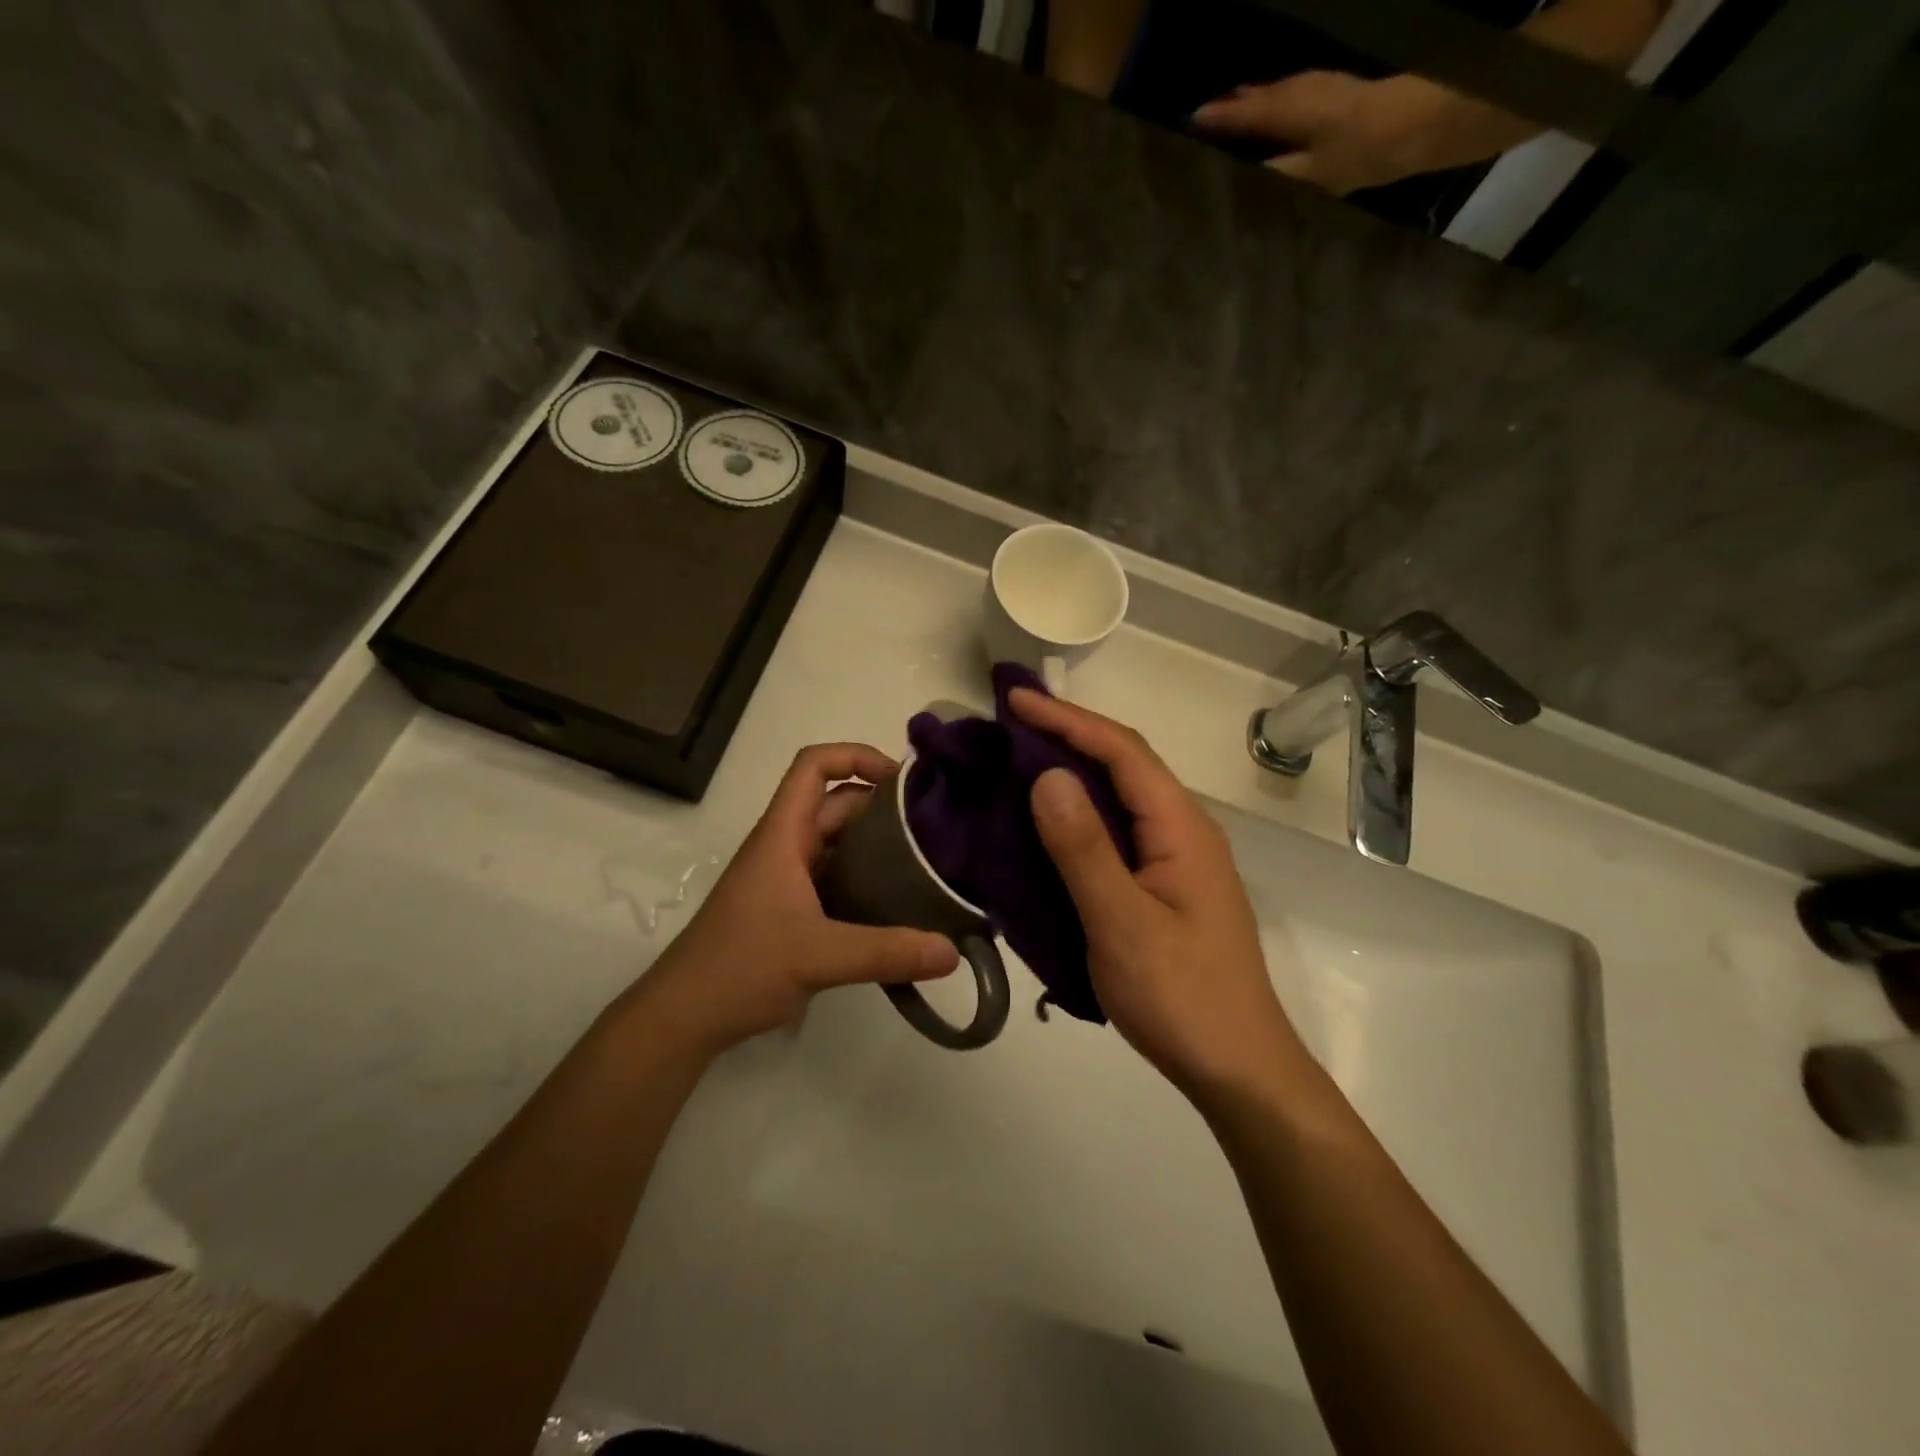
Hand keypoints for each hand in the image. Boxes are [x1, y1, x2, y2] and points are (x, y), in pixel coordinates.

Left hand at [628, 744, 957, 1058]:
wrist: (684, 1018)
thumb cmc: (739, 967)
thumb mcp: (818, 956)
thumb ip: (886, 952)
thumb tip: (953, 952)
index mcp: (783, 835)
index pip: (813, 766)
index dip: (855, 756)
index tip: (902, 779)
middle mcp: (786, 848)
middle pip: (837, 804)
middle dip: (883, 806)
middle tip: (934, 827)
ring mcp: (788, 880)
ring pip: (839, 844)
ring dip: (878, 846)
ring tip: (928, 862)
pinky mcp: (792, 911)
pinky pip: (838, 880)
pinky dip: (868, 882)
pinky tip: (900, 905)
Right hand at [1010, 690, 1305, 1098]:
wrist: (1238, 1069)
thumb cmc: (1182, 997)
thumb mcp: (1123, 924)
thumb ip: (1084, 849)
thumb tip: (1047, 775)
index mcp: (1181, 828)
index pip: (1122, 751)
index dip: (1067, 719)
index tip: (1013, 699)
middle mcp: (1183, 830)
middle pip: (1124, 764)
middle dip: (1068, 734)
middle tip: (1007, 723)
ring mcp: (1176, 859)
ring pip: (1121, 796)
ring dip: (1073, 771)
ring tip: (1017, 759)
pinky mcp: (1164, 885)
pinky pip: (1118, 830)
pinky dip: (1079, 812)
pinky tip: (1047, 821)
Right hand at [1191, 71, 1461, 195]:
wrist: (1421, 123)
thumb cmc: (1362, 151)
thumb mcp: (1311, 174)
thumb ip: (1277, 172)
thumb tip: (1245, 174)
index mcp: (1290, 110)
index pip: (1245, 114)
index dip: (1219, 118)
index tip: (1192, 119)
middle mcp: (1303, 91)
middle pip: (1261, 97)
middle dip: (1236, 104)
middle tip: (1210, 113)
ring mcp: (1324, 87)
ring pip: (1279, 92)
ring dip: (1258, 100)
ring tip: (1238, 107)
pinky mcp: (1340, 94)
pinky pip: (1296, 94)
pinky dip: (1279, 102)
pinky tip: (1278, 113)